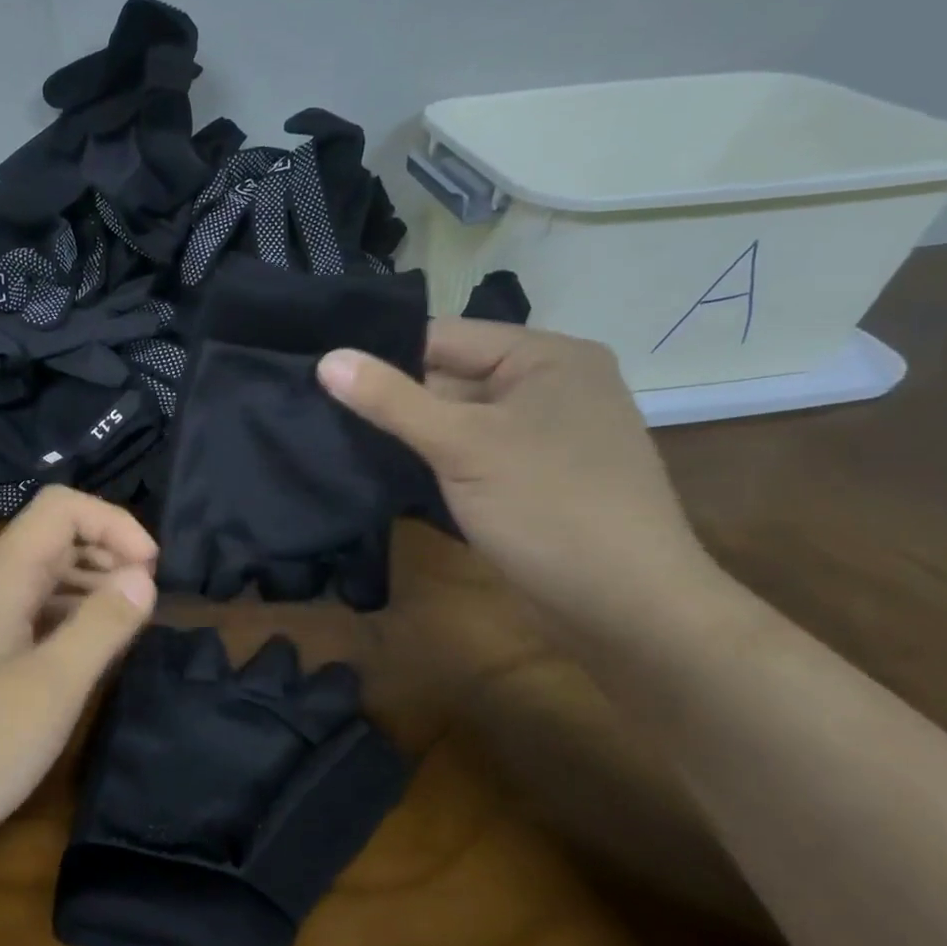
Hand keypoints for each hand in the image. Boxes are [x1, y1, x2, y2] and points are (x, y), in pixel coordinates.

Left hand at [0, 485, 157, 868]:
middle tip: (146, 600)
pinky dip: (63, 616)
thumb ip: (102, 624)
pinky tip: (83, 652)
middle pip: (51, 536)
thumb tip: (143, 576)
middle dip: (106, 552)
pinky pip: (25, 612)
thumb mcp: (52, 687)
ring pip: (38, 576)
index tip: (151, 571)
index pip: (61, 507)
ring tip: (125, 625)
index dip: (114, 523)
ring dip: (88, 585)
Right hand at [319, 320, 717, 637]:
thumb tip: (326, 360)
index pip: (444, 336)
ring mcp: (542, 434)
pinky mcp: (532, 475)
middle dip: (392, 397)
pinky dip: (432, 459)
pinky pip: (470, 452)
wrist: (628, 609)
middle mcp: (548, 385)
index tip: (319, 372)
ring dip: (408, 432)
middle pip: (449, 376)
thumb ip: (391, 400)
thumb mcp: (462, 445)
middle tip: (318, 409)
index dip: (381, 354)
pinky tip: (383, 469)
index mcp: (546, 356)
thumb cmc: (549, 508)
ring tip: (336, 437)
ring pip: (456, 418)